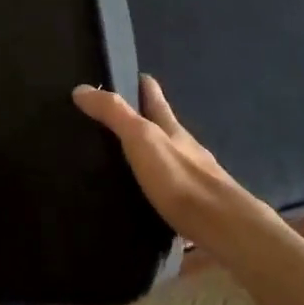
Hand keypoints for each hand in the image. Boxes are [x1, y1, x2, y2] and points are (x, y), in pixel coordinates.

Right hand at [73, 75, 284, 257]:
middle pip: (163, 127)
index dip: (142, 84)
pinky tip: (140, 198)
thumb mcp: (142, 139)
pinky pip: (168, 190)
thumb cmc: (180, 178)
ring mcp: (192, 178)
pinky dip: (154, 188)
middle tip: (112, 121)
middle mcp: (185, 148)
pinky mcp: (191, 208)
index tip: (125, 76)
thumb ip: (114, 114)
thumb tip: (81, 89)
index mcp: (171, 128)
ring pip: (167, 159)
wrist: (223, 228)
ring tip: (120, 161)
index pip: (154, 97)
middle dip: (143, 120)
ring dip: (149, 156)